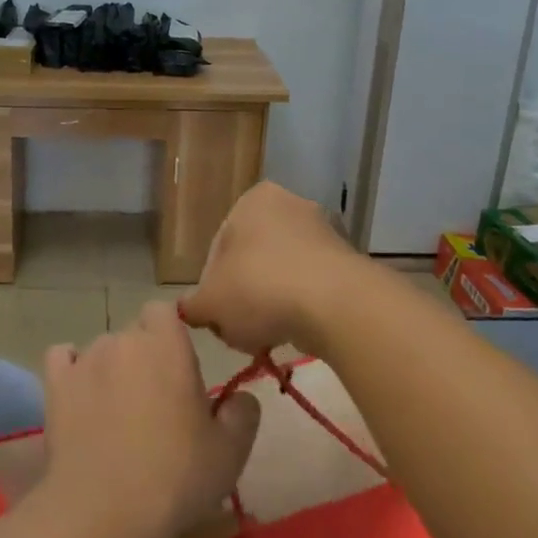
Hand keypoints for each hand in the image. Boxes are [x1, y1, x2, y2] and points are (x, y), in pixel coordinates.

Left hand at [40, 304, 260, 537]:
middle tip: (156, 401)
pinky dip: (71, 371)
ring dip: (112, 369)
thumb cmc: (176, 476)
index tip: (180, 366)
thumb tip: (242, 397)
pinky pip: (62, 359)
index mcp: (167, 344)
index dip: (170, 333)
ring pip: (103, 350)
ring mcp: (85, 360)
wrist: (105, 511)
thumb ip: (243, 413)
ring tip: (117, 413)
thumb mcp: (230, 452)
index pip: (164, 310)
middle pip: (134, 332)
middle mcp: (124, 340)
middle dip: (145, 356)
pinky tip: (80, 397)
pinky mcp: (56, 385)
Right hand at [181, 181, 368, 356]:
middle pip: (253, 259)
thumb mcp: (210, 303)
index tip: (215, 317)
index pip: (219, 247)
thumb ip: (193, 306)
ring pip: (283, 274)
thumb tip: (189, 310)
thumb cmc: (260, 289)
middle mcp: (290, 204)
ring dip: (272, 303)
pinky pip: (312, 286)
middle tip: (238, 329)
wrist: (336, 305)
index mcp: (253, 200)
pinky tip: (295, 334)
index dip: (211, 287)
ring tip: (267, 337)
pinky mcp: (348, 261)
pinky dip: (301, 307)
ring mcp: (324, 231)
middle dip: (244, 295)